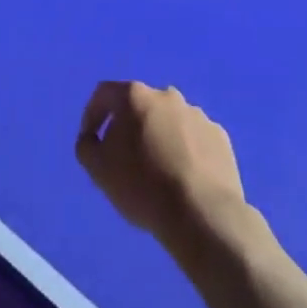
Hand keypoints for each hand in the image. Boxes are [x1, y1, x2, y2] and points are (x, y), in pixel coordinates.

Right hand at [75, 81, 246, 248]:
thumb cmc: (142, 186)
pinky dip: (185, 151)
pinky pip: (193, 139)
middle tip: (125, 158)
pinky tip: (183, 178)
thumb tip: (94, 137)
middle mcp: (167, 96)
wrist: (201, 213)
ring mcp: (197, 114)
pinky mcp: (220, 136)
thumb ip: (87, 145)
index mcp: (136, 97)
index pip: (104, 94)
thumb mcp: (98, 169)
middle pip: (140, 106)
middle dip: (129, 127)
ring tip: (158, 172)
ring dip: (159, 138)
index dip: (93, 114)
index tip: (91, 140)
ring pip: (169, 122)